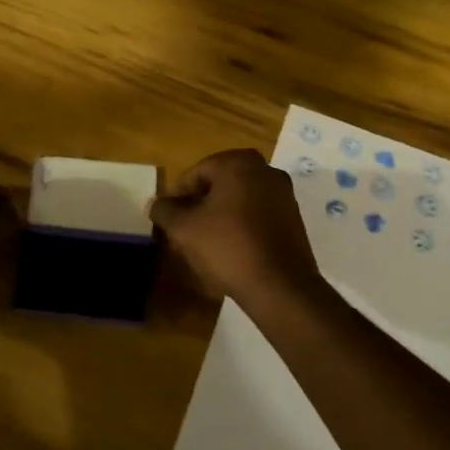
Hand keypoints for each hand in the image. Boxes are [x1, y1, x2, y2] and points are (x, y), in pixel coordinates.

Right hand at [148, 149, 323, 307]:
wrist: (280, 286)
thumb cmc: (228, 247)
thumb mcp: (184, 229)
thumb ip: (165, 210)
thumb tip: (155, 204)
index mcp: (239, 163)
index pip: (196, 173)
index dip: (178, 196)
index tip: (169, 220)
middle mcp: (265, 170)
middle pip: (220, 185)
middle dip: (200, 206)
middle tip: (185, 231)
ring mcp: (284, 194)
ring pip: (240, 200)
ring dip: (220, 216)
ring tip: (206, 244)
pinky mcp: (294, 219)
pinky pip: (258, 215)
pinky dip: (242, 226)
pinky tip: (232, 251)